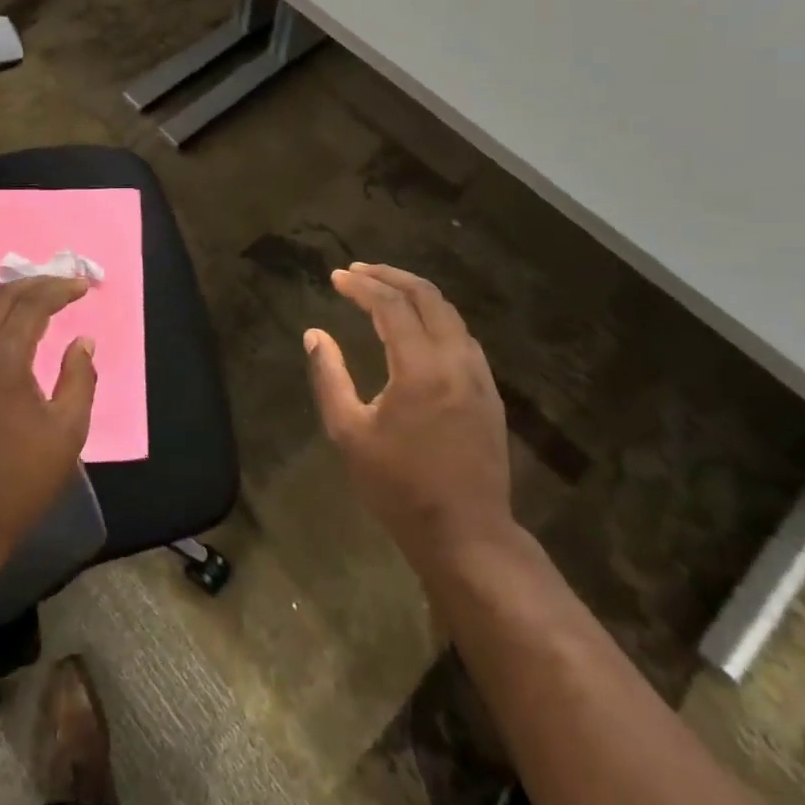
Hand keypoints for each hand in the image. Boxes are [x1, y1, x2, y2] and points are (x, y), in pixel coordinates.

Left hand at [0, 276, 97, 557]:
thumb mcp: (67, 430)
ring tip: (39, 298)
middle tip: (63, 284)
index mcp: (3, 361)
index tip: (83, 286)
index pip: (31, 305)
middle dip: (34, 284)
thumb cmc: (21, 478)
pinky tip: (11, 330)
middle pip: (1, 299)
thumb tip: (82, 341)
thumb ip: (79, 378)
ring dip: (10, 298)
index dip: (58, 289)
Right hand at [306, 264, 519, 576]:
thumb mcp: (349, 433)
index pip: (391, 306)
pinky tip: (417, 325)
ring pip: (449, 313)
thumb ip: (329, 376)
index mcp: (420, 368)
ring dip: (415, 293)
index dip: (362, 285)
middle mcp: (455, 360)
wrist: (466, 534)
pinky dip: (435, 316)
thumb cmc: (399, 486)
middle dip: (390, 276)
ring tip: (384, 288)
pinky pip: (461, 335)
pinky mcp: (489, 391)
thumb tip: (315, 334)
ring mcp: (479, 375)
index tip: (337, 277)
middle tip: (359, 271)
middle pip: (427, 297)